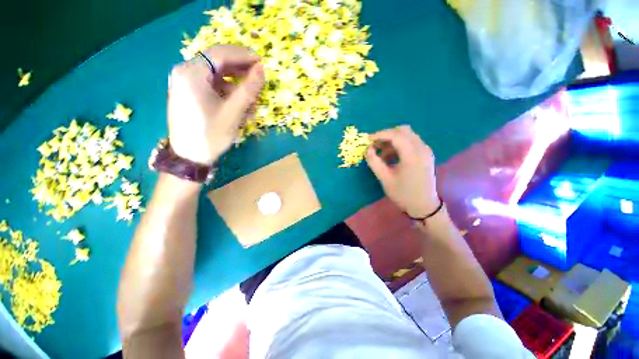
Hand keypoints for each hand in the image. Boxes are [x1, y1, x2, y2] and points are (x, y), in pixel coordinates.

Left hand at [167, 45, 264, 164]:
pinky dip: (228, 95)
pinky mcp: (190, 93)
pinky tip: (240, 109)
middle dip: (241, 73)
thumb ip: (248, 89)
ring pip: (218, 77)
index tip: (262, 63)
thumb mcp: (233, 112)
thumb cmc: (211, 135)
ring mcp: (186, 83)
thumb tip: (261, 70)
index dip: (243, 56)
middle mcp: (185, 72)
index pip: (220, 54)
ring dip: (237, 88)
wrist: (189, 157)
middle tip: (259, 83)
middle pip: (218, 64)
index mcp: (191, 73)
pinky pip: (213, 87)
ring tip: (252, 104)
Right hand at [366, 125, 438, 217]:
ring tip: (381, 154)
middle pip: (403, 131)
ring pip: (407, 135)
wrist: (424, 206)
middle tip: (374, 145)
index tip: (368, 140)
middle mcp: (422, 148)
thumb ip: (374, 162)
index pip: (396, 135)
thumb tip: (368, 149)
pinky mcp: (426, 154)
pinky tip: (391, 156)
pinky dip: (399, 145)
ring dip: (392, 140)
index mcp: (412, 155)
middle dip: (386, 135)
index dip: (380, 135)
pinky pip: (411, 142)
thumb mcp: (385, 179)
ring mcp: (425, 151)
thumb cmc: (403, 194)